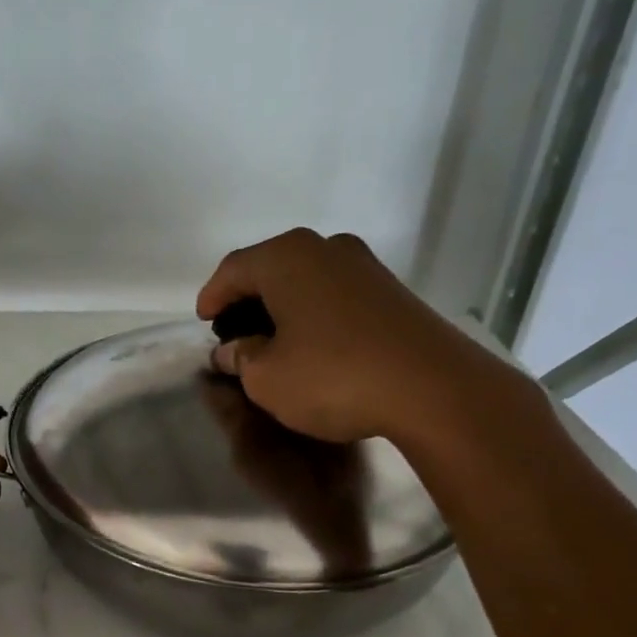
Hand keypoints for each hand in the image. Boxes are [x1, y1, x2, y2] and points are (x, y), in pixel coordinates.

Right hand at [196, 228, 541, 450]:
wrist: (432, 387)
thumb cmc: (333, 376)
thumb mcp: (266, 378)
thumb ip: (240, 359)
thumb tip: (231, 351)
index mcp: (286, 257)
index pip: (233, 269)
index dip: (212, 296)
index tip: (203, 321)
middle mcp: (325, 248)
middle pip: (271, 268)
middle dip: (247, 299)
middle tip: (234, 331)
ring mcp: (364, 266)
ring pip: (306, 280)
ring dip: (282, 307)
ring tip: (271, 340)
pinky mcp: (391, 291)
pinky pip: (334, 295)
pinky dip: (313, 314)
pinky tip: (312, 344)